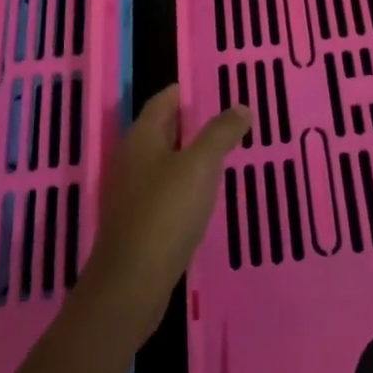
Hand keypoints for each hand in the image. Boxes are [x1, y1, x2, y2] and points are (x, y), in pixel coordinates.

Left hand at [81, 85, 250, 335]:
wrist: (131, 286)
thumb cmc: (165, 214)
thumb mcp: (200, 166)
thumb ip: (220, 133)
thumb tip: (241, 107)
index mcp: (142, 137)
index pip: (163, 100)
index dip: (187, 91)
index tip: (217, 87)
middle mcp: (133, 159)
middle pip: (164, 129)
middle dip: (194, 122)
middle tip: (230, 118)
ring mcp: (134, 192)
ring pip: (166, 160)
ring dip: (192, 154)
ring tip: (226, 152)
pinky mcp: (140, 222)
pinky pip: (167, 189)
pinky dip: (188, 183)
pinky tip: (208, 193)